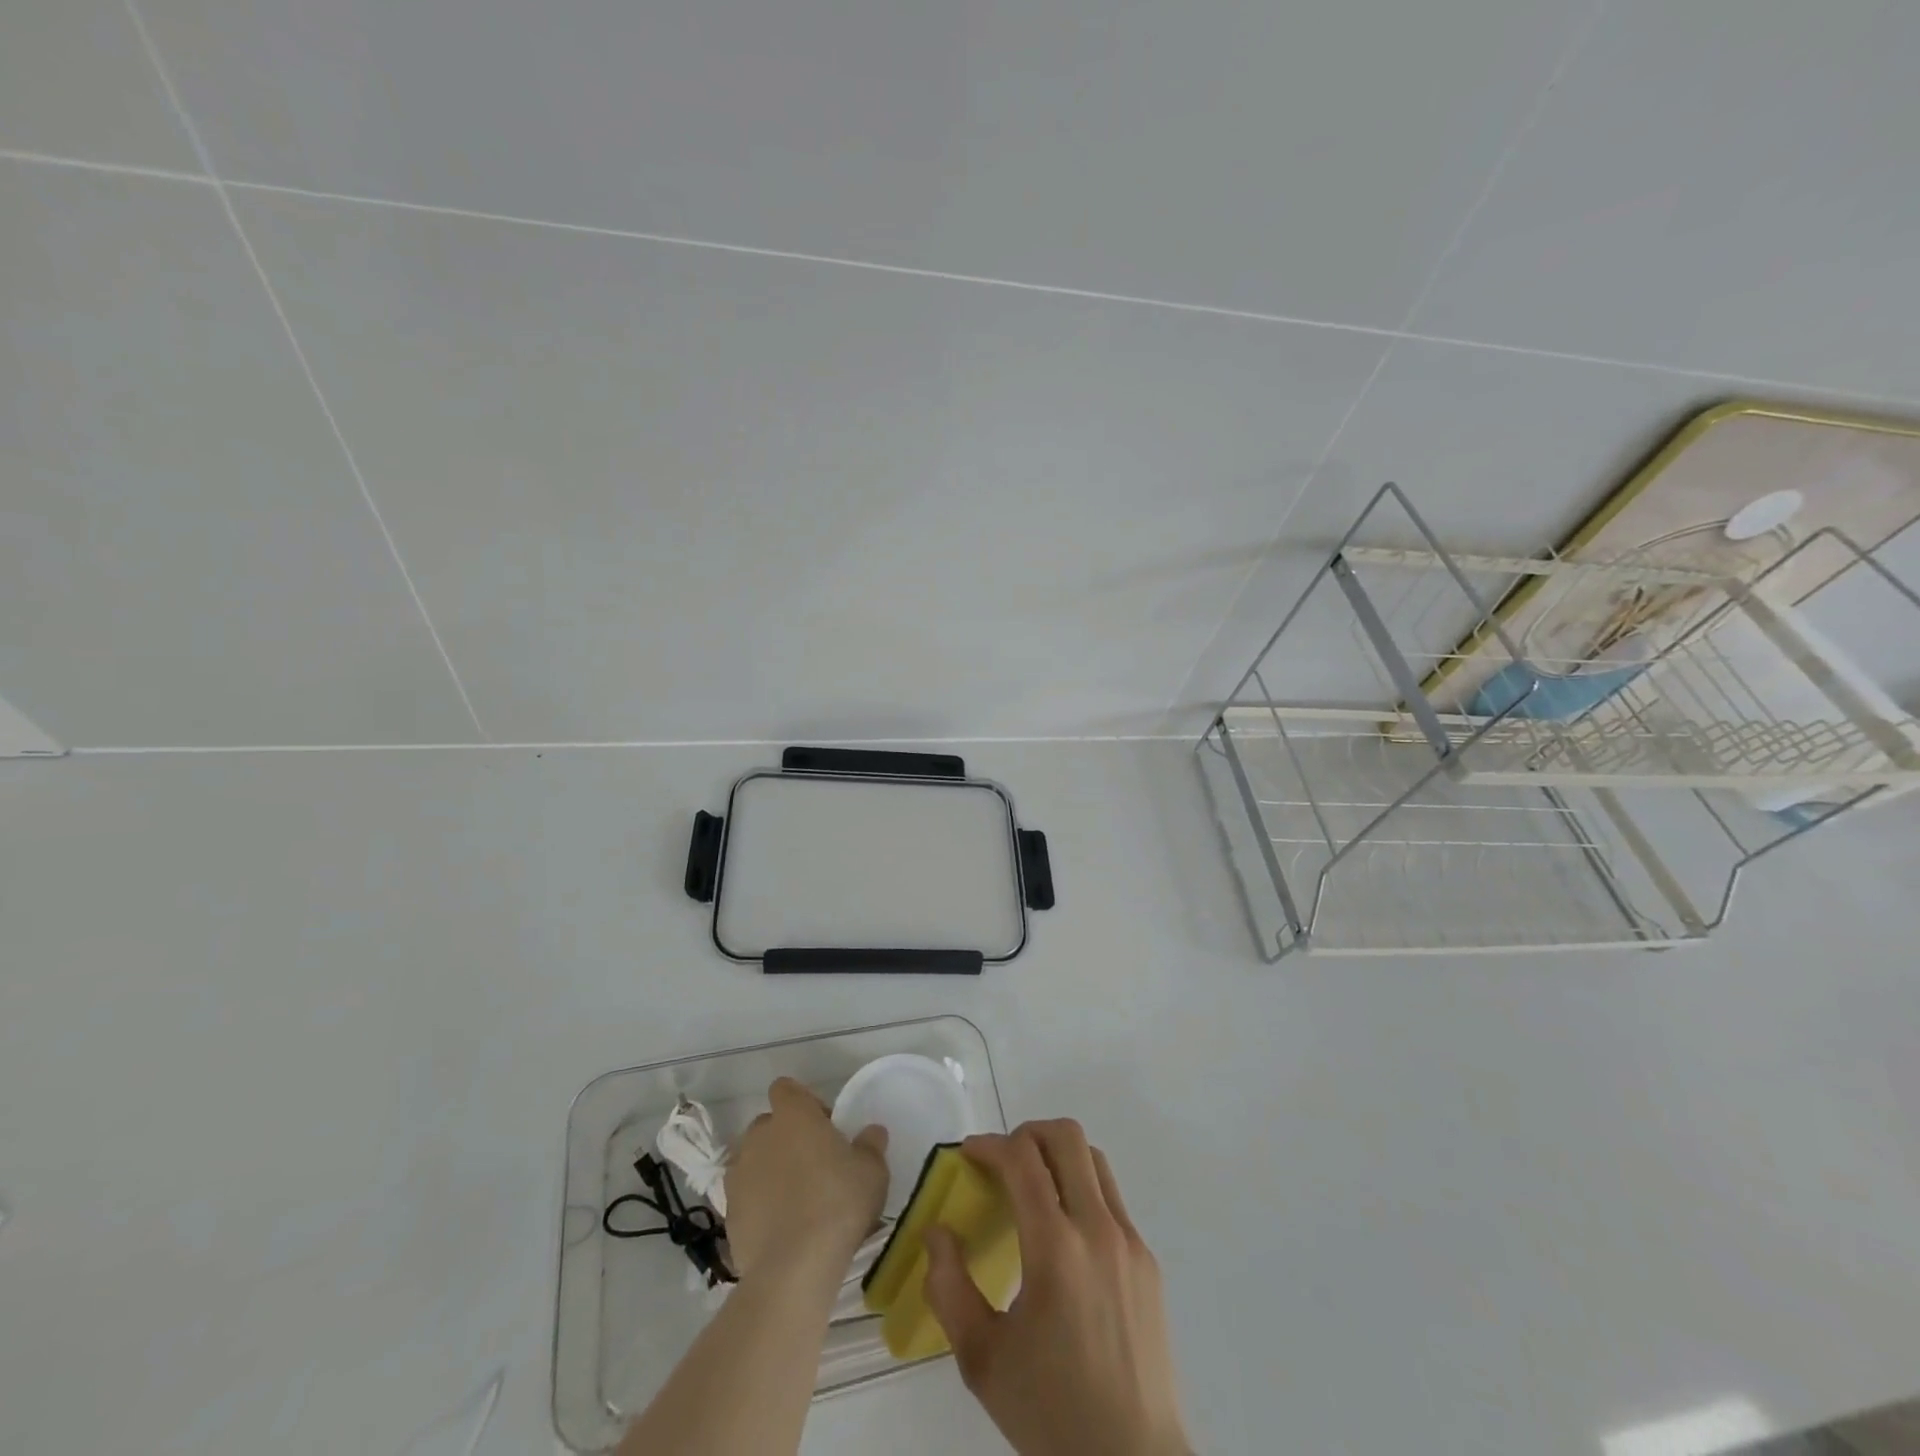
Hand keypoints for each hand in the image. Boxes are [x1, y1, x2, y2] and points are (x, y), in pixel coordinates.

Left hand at [724, 1078, 888, 1277]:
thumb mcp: (872, 1171)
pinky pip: (745, 1197)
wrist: (794, 1268)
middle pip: (768, 1125)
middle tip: (813, 1164)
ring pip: (753, 1161)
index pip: (785, 1088)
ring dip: (769, 1171)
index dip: (804, 1102)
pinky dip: (759, 1205)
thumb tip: (872, 1132)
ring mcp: (738, 1175)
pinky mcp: (728, 1214)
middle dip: (786, 1138)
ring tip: (795, 1200)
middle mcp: (759, 1136)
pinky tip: (781, 1229)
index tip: (824, 1126)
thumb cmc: (838, 1202)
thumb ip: (871, 1145)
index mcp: (792, 1115)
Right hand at [924, 1121, 1188, 1455]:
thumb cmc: (1050, 1412)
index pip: (1022, 1159)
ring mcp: (1130, 1241)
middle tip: (1001, 1161)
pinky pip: (1112, 1198)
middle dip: (1026, 1134)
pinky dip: (1082, 1189)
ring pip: (1094, 1159)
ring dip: (1058, 1156)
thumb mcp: (981, 1359)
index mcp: (1055, 1248)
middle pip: (1066, 1137)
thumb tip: (937, 1232)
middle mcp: (1098, 1229)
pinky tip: (1064, 1234)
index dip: (989, 1144)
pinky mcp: (1148, 1261)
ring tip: (1032, 1187)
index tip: (968, 1154)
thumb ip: (949, 1287)